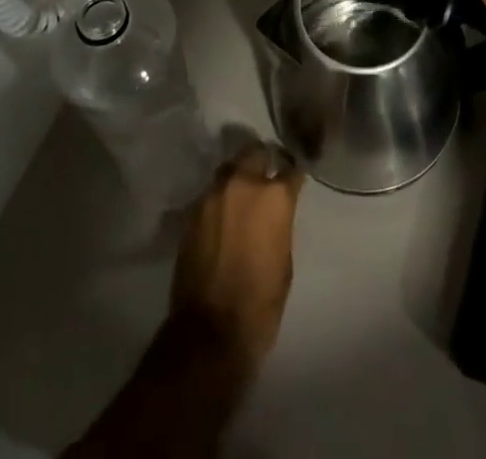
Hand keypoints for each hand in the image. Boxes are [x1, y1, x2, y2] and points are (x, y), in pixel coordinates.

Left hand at [167, 143, 303, 374]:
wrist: (210, 332)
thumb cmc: (260, 303)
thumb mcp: (284, 260)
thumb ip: (280, 223)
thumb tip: (274, 213)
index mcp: (274, 196)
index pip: (291, 169)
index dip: (293, 175)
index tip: (294, 181)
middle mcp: (243, 184)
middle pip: (255, 153)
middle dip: (263, 162)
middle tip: (265, 180)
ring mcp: (213, 195)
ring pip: (229, 169)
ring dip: (237, 178)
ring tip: (240, 197)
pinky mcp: (191, 212)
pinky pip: (210, 194)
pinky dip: (218, 200)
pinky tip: (221, 218)